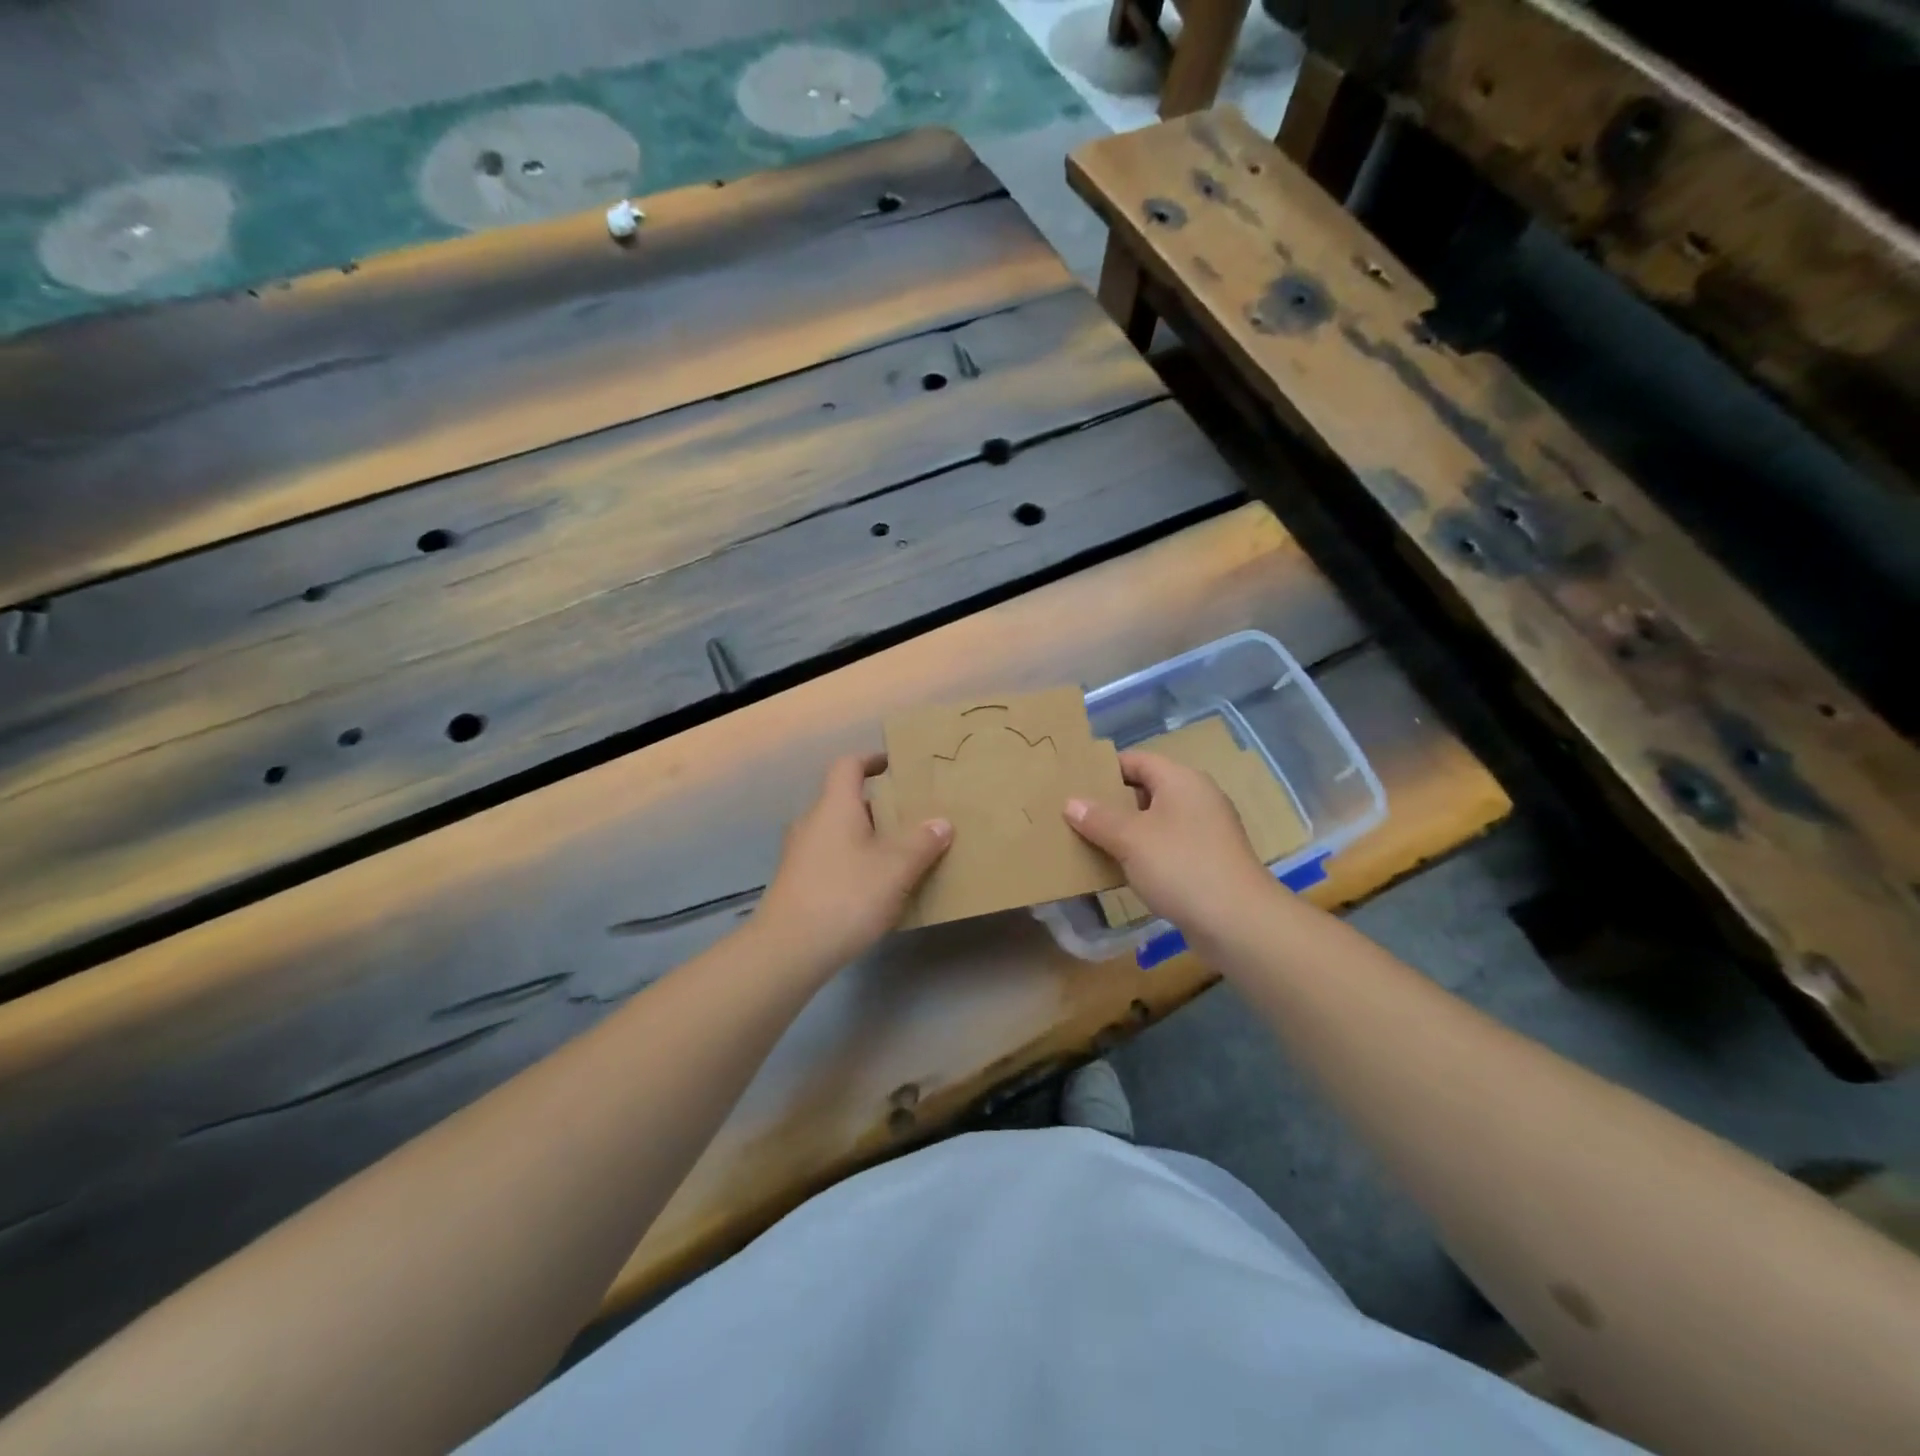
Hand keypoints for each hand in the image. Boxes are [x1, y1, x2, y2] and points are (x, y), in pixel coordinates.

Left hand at [751, 754, 951, 969]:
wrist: (788, 950)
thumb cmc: (846, 896)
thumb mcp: (895, 868)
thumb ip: (922, 842)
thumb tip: (941, 822)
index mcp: (835, 806)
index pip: (849, 765)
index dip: (871, 760)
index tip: (895, 766)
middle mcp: (812, 822)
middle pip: (845, 800)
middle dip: (878, 806)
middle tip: (910, 817)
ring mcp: (800, 853)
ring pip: (838, 832)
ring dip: (866, 836)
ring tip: (899, 853)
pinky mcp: (797, 882)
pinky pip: (831, 858)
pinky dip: (853, 861)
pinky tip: (874, 887)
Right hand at [1064, 749, 1273, 933]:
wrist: (1237, 922)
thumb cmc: (1181, 866)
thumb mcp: (1131, 839)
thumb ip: (1098, 818)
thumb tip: (1071, 802)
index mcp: (1181, 780)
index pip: (1137, 760)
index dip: (1104, 768)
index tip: (1073, 782)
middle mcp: (1197, 797)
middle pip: (1146, 789)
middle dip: (1111, 802)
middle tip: (1075, 814)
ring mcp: (1206, 830)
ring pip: (1156, 820)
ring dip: (1126, 830)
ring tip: (1090, 841)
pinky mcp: (1208, 860)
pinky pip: (1167, 846)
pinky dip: (1144, 852)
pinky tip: (1121, 869)